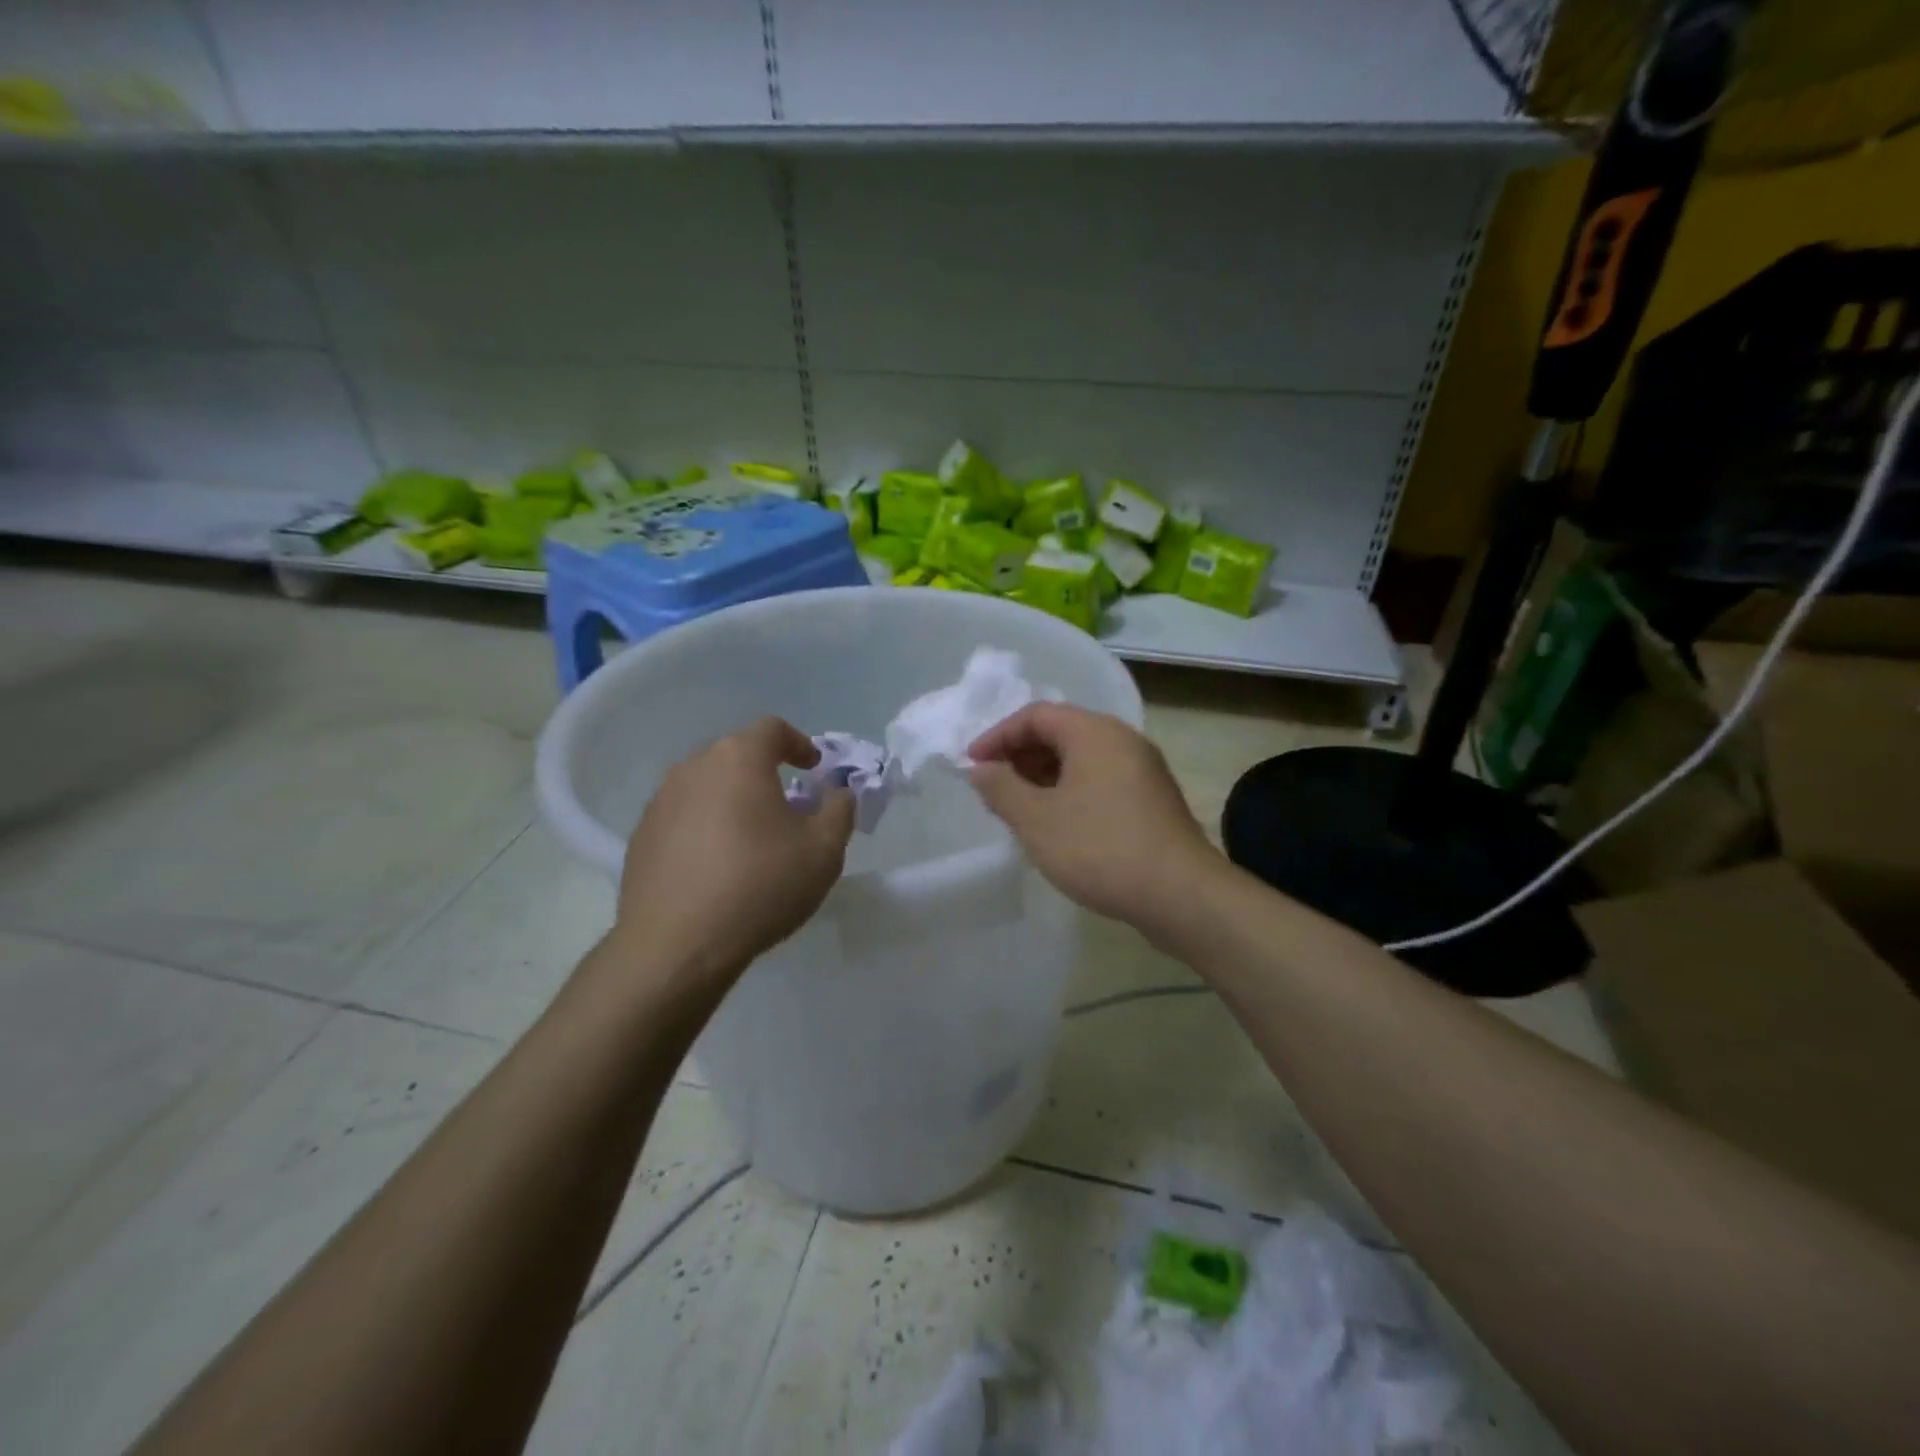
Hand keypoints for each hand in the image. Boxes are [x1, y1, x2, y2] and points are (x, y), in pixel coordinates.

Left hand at [612, 717, 854, 989]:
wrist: (678, 945)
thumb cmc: (760, 885)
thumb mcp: (824, 850)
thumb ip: (840, 810)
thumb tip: (838, 793)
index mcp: (739, 759)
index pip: (772, 729)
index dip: (799, 743)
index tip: (814, 769)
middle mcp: (693, 768)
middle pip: (736, 755)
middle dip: (765, 772)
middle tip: (787, 805)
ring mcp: (660, 802)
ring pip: (706, 786)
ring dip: (732, 800)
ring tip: (751, 838)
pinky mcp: (640, 837)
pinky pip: (682, 817)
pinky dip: (705, 827)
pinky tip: (716, 866)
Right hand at [967, 703, 1219, 940]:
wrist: (1181, 895)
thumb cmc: (1100, 849)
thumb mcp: (1037, 820)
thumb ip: (1001, 789)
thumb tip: (980, 769)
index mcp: (1095, 732)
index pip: (1036, 715)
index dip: (998, 736)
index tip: (972, 766)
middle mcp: (1122, 740)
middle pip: (1061, 732)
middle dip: (1020, 756)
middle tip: (992, 788)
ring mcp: (1142, 770)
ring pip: (1081, 759)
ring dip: (1043, 776)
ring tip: (1018, 809)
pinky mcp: (1151, 799)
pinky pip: (1099, 780)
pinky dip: (1069, 791)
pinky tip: (1056, 824)